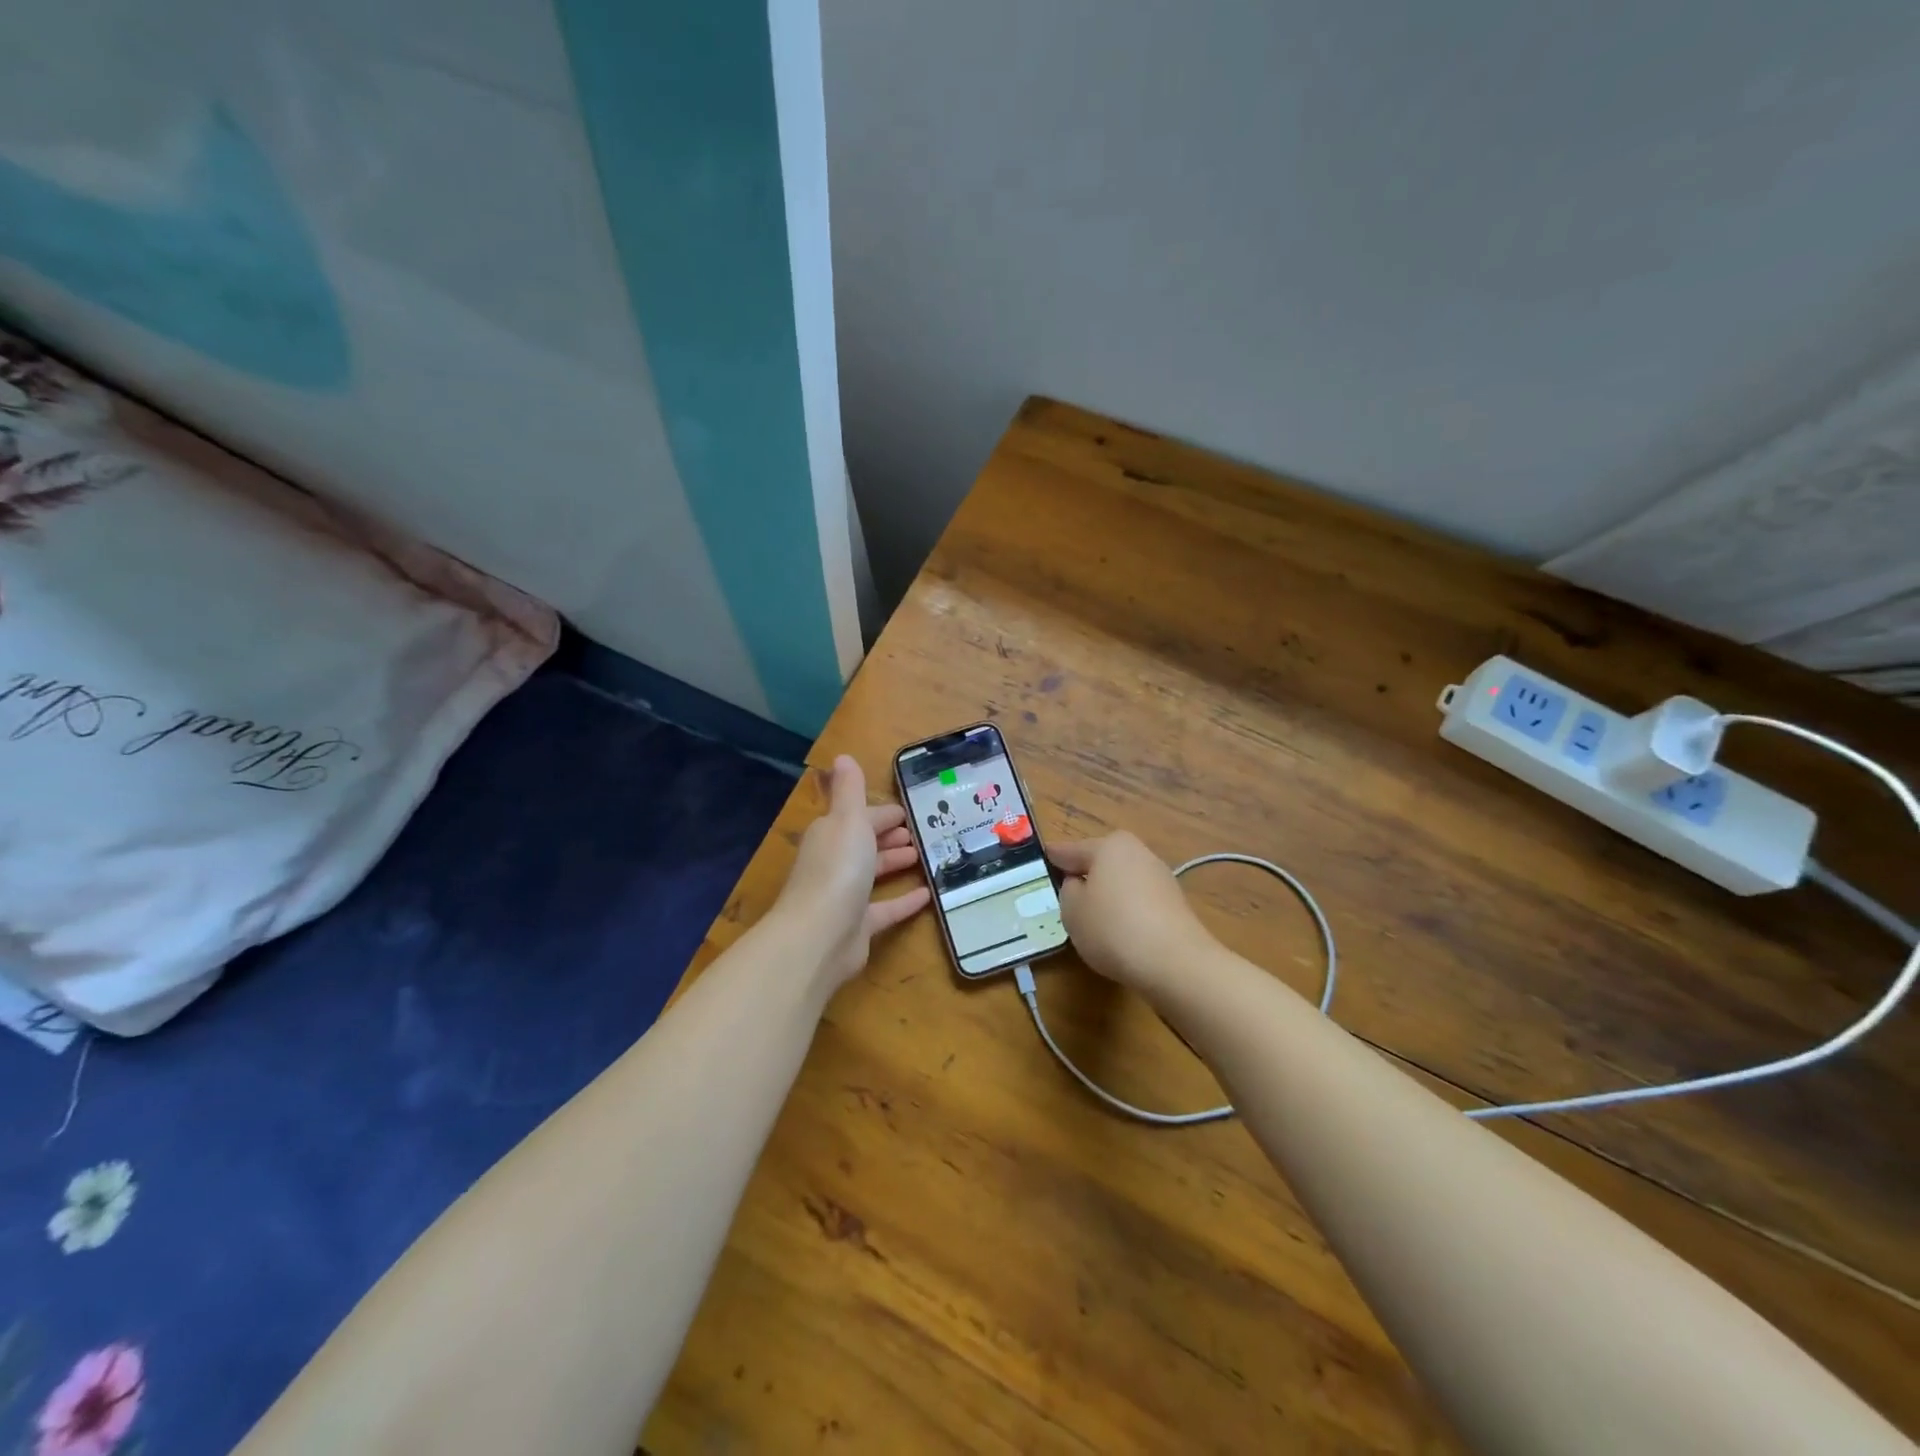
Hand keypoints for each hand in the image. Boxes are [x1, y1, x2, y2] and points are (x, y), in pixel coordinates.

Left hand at [772, 755, 930, 991]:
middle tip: (919, 833)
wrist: (820, 936)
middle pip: (864, 844)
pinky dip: (904, 901)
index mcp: (830, 834)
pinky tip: (927, 896)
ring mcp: (844, 896)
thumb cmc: (838, 869)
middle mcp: (833, 862)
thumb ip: (850, 790)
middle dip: (888, 836)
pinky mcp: (857, 927)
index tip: (907, 812)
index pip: (858, 818)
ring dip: (895, 863)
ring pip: (872, 874)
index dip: (882, 814)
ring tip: (923, 857)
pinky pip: (885, 909)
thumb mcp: (848, 819)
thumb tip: (842, 756)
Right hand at [1049, 832, 1214, 993]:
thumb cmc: (1113, 928)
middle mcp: (1138, 853)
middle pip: (1101, 863)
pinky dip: (1126, 912)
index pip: (1072, 850)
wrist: (1175, 963)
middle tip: (1065, 895)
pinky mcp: (1175, 905)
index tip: (1043, 859)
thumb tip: (1079, 884)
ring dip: (1107, 896)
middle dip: (1085, 876)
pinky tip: (1119, 933)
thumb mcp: (1072, 910)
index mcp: (1110, 846)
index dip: (1054, 858)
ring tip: (1092, 921)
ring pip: (1121, 882)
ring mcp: (1160, 878)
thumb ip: (1068, 891)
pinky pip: (1139, 902)